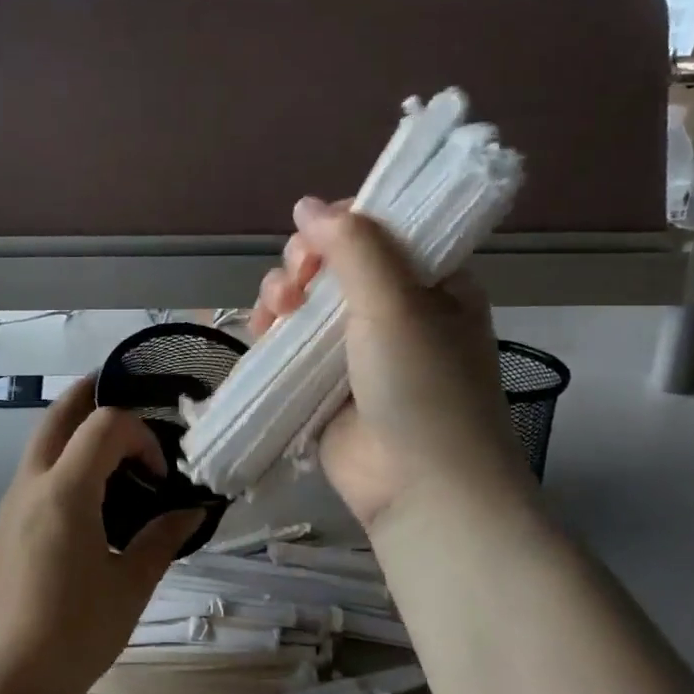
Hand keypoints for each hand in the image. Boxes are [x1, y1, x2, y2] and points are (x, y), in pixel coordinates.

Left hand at [0, 376, 201, 693]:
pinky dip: (62, 462)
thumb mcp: (131, 587)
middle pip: (58, 415)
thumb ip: (162, 539)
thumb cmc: (73, 634)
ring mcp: (10, 505)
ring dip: (75, 432)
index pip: (105, 425)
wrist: (0, 685)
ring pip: (41, 443)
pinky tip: (88, 501)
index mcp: (65, 491)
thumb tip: (190, 511)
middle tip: (127, 395)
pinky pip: (34, 474)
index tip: (160, 477)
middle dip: (91, 395)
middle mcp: (31, 484)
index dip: (140, 436)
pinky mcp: (2, 528)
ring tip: (114, 451)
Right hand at [250, 197, 531, 531]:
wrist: (420, 489)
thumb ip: (354, 246)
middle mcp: (397, 311)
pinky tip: (261, 333)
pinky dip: (272, 333)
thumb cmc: (422, 386)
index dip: (342, 223)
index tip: (316, 236)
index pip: (382, 230)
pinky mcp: (326, 384)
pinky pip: (291, 344)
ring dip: (283, 295)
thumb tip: (306, 205)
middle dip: (304, 263)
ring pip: (308, 302)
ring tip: (275, 311)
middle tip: (296, 280)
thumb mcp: (397, 303)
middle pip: (336, 263)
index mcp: (433, 283)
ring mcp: (359, 350)